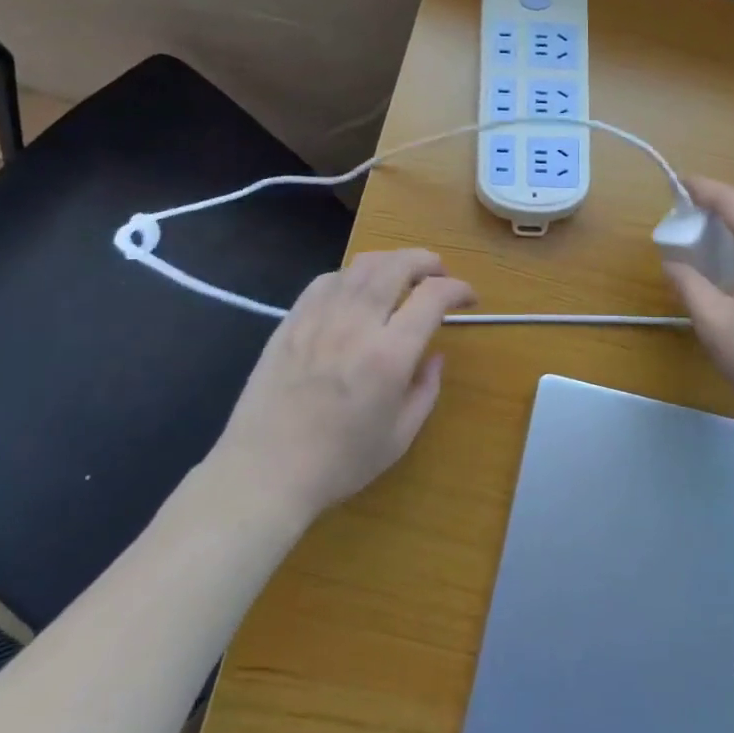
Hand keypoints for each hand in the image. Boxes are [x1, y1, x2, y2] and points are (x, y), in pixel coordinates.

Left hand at [213, 249, 474, 521]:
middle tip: (439, 271)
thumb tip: (434, 356)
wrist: (265, 471)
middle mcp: (356, 324)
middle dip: (426, 261)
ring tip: (402, 272)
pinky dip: (351, 275)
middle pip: (396, 266)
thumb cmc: (339, 462)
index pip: (432, 297)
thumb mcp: (400, 437)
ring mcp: (319, 318)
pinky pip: (326, 280)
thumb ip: (425, 390)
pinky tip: (356, 288)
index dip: (457, 289)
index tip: (468, 298)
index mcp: (388, 355)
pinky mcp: (292, 320)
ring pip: (360, 265)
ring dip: (390, 261)